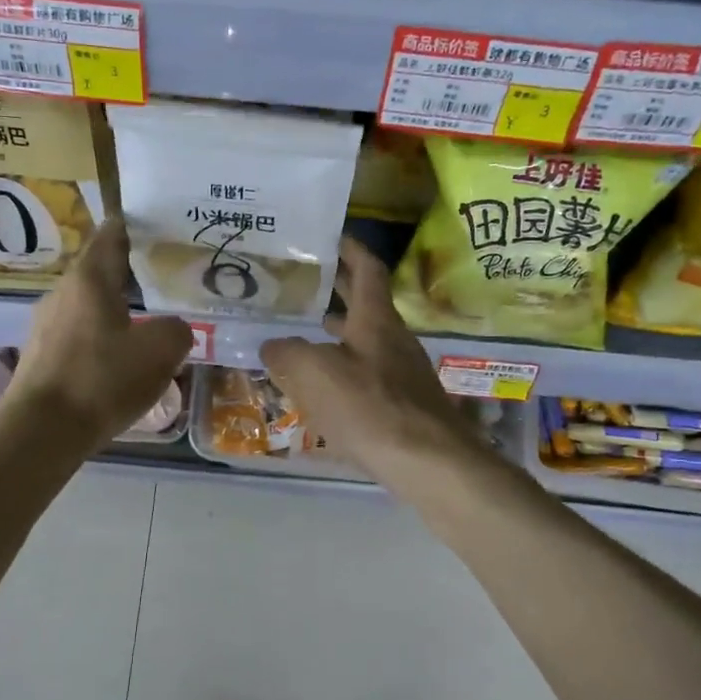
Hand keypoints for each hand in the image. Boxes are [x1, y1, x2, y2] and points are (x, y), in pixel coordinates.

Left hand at [7, 218, 192, 447]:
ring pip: (90, 305)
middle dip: (134, 273)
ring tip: (150, 322)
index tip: (163, 228)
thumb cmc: (102, 379)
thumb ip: (178, 330)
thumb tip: (174, 329)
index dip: (137, 226)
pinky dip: (102, 337)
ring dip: (118, 309)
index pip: (112, 234)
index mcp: (89, 279)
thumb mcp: (160, 352)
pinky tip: (121, 359)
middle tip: (169, 280)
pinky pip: (79, 334)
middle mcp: (62, 292)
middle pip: (101, 271)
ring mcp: (45, 324)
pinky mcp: (41, 355)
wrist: (42, 431)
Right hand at [260, 238, 479, 484]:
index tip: (331, 236)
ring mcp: (403, 374)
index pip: (367, 270)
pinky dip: (344, 368)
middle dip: (338, 290)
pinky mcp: (404, 405)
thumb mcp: (315, 374)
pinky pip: (368, 374)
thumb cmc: (370, 408)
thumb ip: (287, 353)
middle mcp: (394, 340)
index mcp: (376, 321)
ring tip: (304, 333)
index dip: (350, 249)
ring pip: (366, 341)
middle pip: (367, 305)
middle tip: (304, 282)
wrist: (428, 463)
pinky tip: (324, 388)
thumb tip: (272, 344)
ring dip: (338, 332)